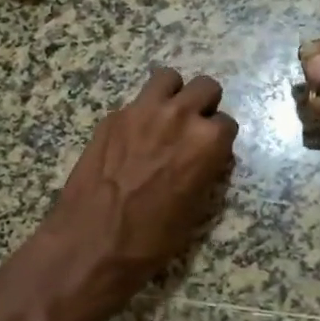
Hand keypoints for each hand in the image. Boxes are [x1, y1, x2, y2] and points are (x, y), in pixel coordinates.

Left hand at [45, 68, 238, 299]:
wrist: (92, 241)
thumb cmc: (151, 238)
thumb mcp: (195, 209)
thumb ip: (205, 170)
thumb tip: (205, 158)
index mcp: (206, 141)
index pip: (226, 123)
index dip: (218, 140)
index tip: (209, 152)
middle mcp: (178, 116)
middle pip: (205, 87)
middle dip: (202, 105)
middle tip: (191, 128)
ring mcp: (141, 111)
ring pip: (167, 79)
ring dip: (172, 94)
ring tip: (164, 118)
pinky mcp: (112, 117)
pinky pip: (135, 102)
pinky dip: (139, 115)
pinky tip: (130, 140)